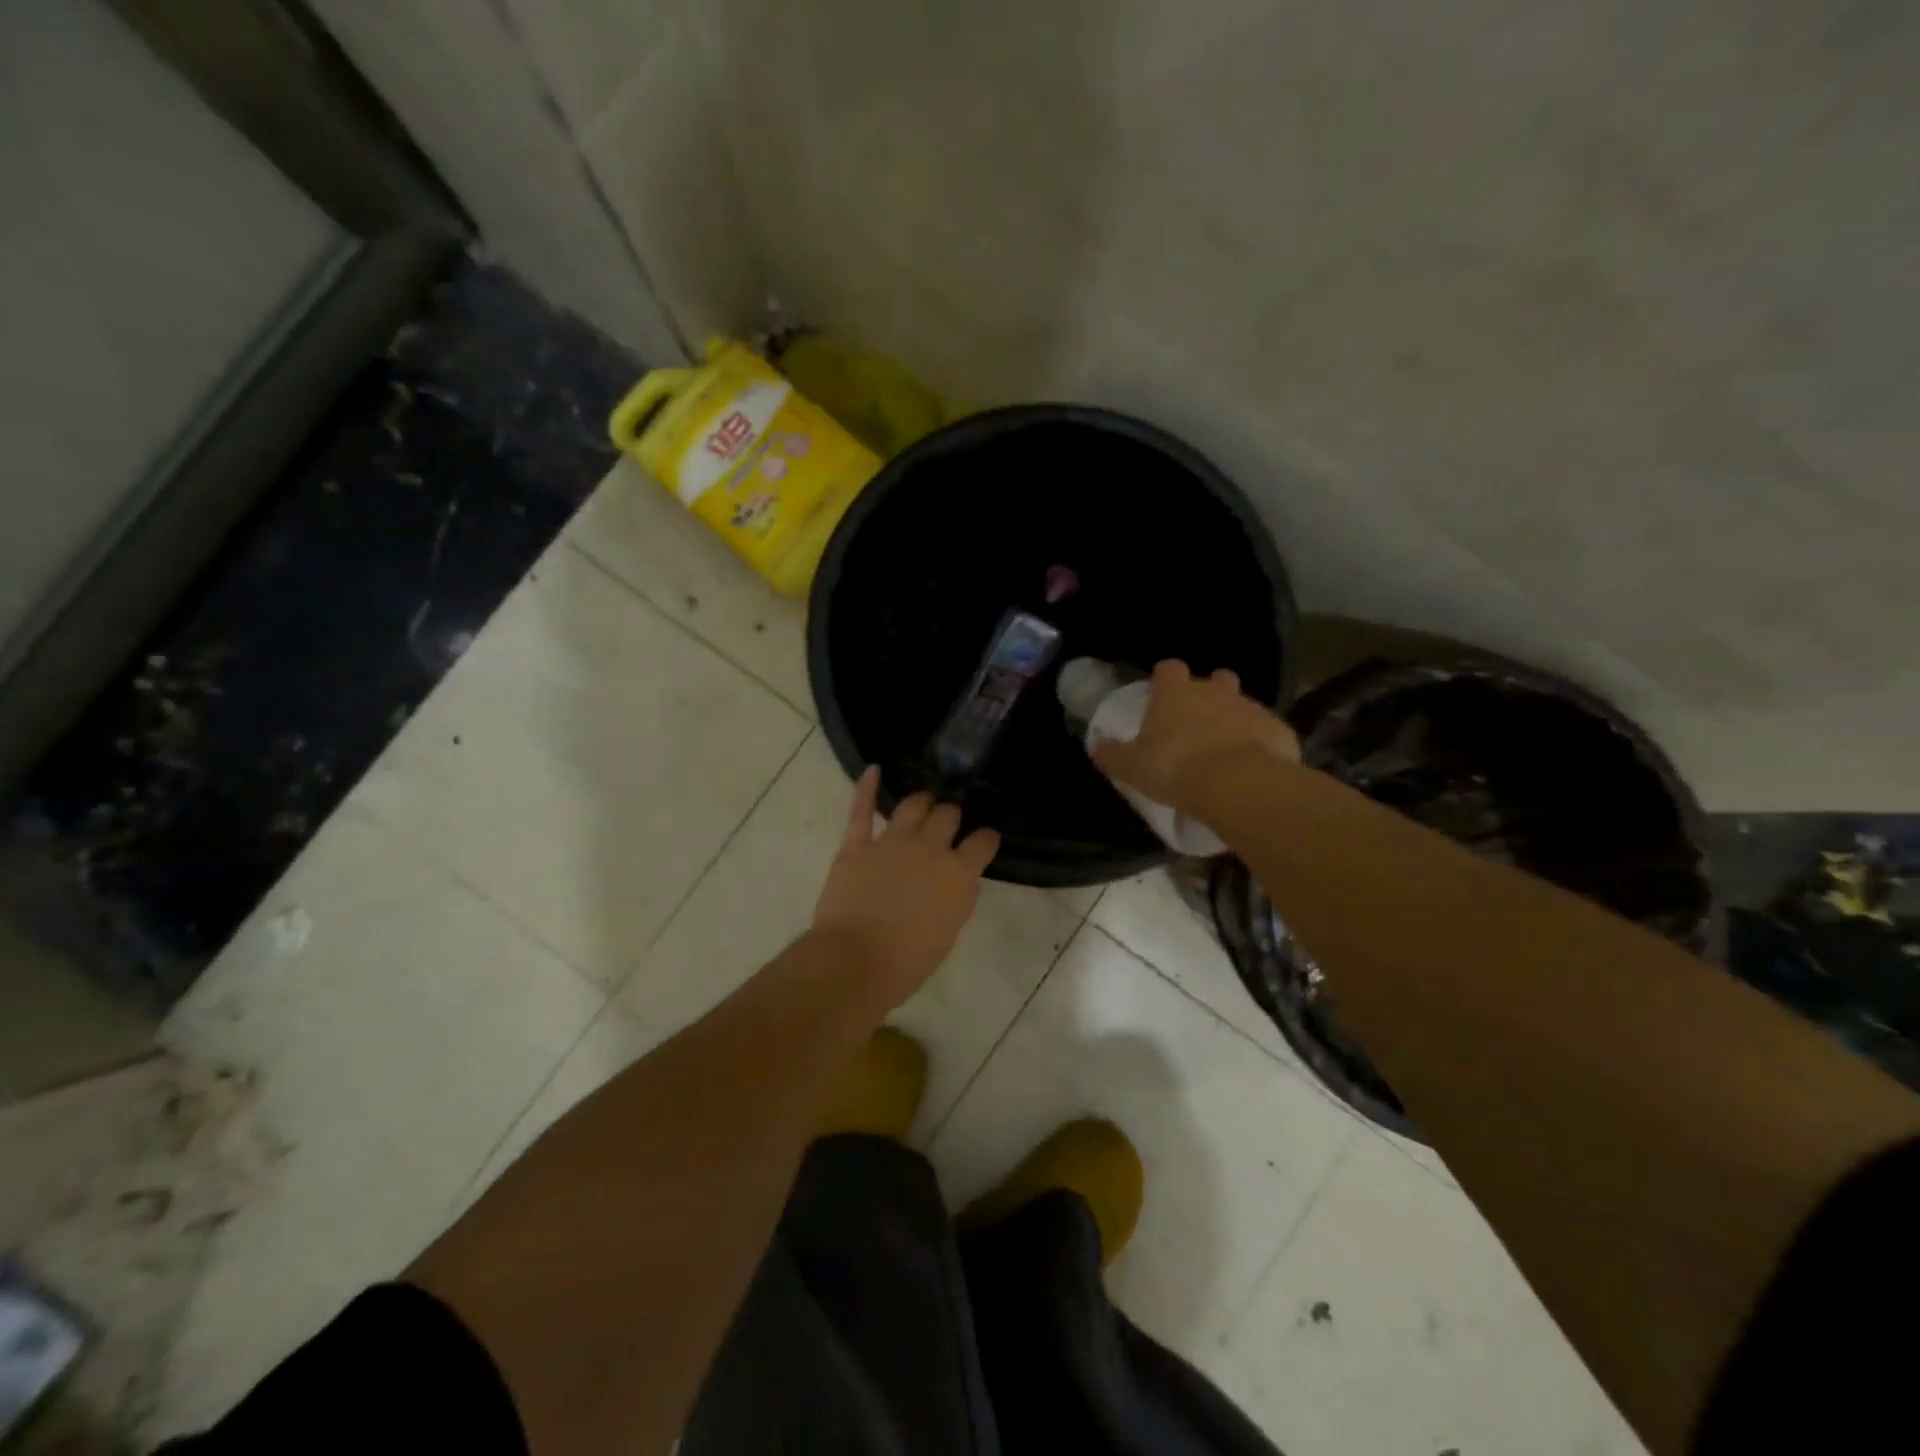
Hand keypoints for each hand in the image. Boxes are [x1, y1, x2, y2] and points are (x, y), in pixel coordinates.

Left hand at [812, 767, 1000, 1006]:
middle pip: (948, 815)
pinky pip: (862, 810)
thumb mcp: (949, 932)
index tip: (984, 839)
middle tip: (948, 822)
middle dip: (951, 816)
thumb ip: (957, 897)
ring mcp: (892, 842)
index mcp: (958, 874)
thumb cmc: (908, 961)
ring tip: (923, 802)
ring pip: (913, 805)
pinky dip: (867, 788)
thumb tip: (959, 879)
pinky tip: (873, 770)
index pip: (983, 842)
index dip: (985, 838)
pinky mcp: (857, 845)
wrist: (856, 961)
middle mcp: (930, 849)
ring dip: (921, 801)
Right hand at [1092, 660, 1299, 817]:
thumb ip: (1114, 756)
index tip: (1161, 697)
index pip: (1169, 669)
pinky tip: (1253, 768)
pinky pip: (1268, 733)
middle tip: (1199, 723)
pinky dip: (1261, 746)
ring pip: (1243, 706)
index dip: (1165, 681)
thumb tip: (1098, 749)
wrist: (1238, 785)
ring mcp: (1251, 708)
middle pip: (1215, 679)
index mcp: (1176, 693)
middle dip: (1210, 694)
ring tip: (1226, 753)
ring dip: (1235, 722)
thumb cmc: (1175, 768)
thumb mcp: (1132, 767)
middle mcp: (1215, 691)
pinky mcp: (1279, 730)